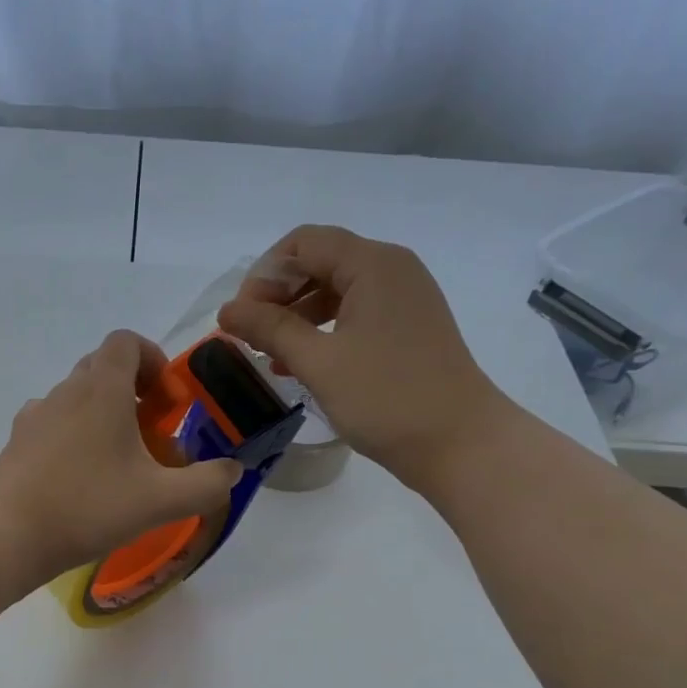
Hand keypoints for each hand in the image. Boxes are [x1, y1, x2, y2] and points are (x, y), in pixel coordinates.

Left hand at [0, 330, 243, 579]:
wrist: (8, 536)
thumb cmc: (88, 508)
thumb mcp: (161, 501)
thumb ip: (207, 483)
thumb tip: (232, 469)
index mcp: (101, 389)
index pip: (126, 341)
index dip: (153, 359)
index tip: (166, 400)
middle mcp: (65, 391)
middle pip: (102, 366)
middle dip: (132, 389)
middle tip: (150, 432)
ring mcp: (35, 415)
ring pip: (76, 396)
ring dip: (102, 414)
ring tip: (117, 461)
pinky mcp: (17, 442)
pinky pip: (53, 423)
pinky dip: (73, 435)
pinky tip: (79, 477)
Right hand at [216, 225, 512, 484]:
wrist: (459, 443)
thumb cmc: (386, 398)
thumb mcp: (319, 362)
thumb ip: (269, 329)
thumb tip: (227, 310)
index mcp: (373, 264)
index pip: (303, 243)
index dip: (264, 275)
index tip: (241, 317)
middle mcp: (391, 269)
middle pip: (319, 262)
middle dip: (278, 294)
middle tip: (249, 335)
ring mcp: (403, 299)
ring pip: (335, 290)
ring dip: (296, 315)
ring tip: (268, 353)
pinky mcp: (407, 327)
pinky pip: (354, 314)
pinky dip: (322, 330)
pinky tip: (299, 362)